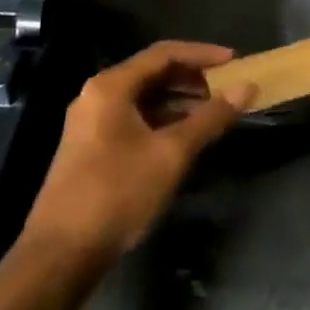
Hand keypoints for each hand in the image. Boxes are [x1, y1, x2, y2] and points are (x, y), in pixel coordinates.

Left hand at [18, 41, 256, 279]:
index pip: (165, 53)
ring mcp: (92, 123)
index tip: (235, 61)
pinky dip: (164, 120)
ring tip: (214, 113)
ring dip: (181, 101)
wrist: (61, 256)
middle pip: (153, 73)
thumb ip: (212, 117)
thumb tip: (248, 87)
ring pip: (145, 98)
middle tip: (227, 89)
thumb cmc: (118, 193)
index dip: (203, 55)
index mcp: (111, 87)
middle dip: (193, 79)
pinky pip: (136, 118)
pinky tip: (187, 137)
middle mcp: (97, 96)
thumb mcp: (172, 153)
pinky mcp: (92, 148)